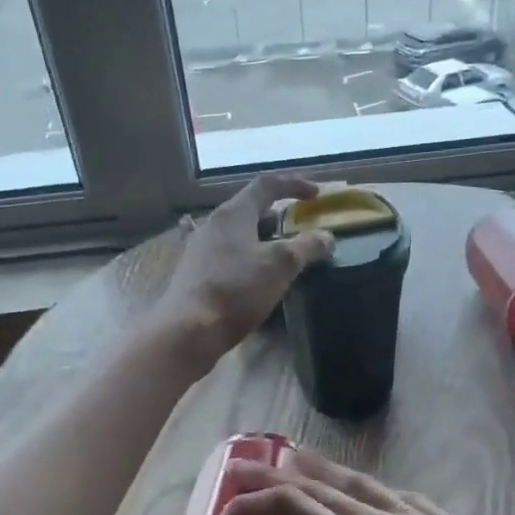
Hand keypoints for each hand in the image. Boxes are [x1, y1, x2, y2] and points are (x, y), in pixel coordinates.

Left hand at [149, 174, 334, 367]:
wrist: (188, 331)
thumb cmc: (236, 290)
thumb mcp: (280, 266)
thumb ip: (306, 247)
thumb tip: (326, 236)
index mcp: (233, 213)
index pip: (266, 184)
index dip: (294, 184)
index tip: (317, 194)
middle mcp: (213, 225)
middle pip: (251, 209)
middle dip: (280, 214)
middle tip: (302, 226)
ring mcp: (201, 250)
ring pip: (240, 234)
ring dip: (266, 239)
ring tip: (287, 254)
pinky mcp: (197, 274)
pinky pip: (230, 256)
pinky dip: (252, 258)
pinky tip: (262, 279)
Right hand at [218, 449, 514, 514]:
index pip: (290, 511)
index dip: (251, 509)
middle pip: (315, 486)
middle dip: (273, 476)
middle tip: (240, 468)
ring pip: (355, 482)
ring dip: (320, 470)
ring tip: (298, 457)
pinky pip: (394, 493)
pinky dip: (369, 487)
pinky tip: (378, 494)